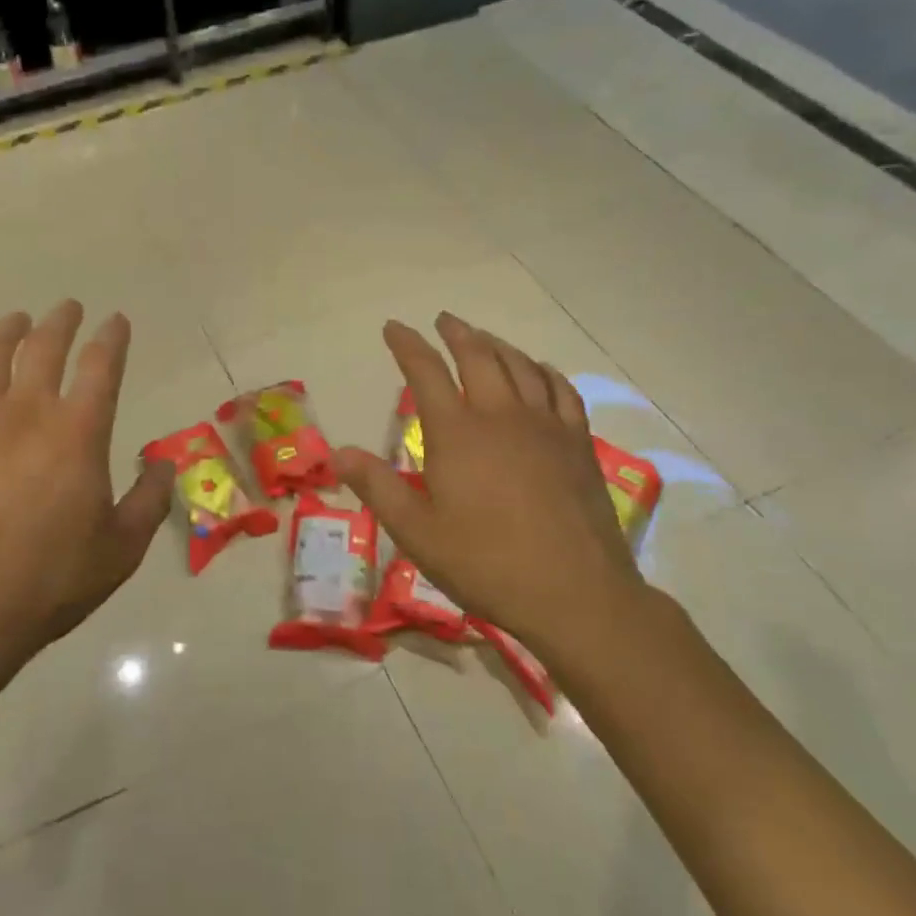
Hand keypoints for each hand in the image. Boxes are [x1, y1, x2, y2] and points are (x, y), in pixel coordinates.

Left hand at [0, 301, 174, 701]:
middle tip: (67, 309)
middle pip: (45, 347)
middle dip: (61, 322)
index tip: (115, 322)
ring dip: (7, 330)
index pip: (101, 367)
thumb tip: (162, 460)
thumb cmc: (49, 583)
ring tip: (16, 320)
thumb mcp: (122, 549)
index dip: (111, 339)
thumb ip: (150, 499)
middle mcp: (27, 412)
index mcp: (78, 434)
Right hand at [331, 313, 645, 671]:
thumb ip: (377, 487)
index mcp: (457, 433)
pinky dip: (545, 372)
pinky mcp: (578, 444)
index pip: (425, 372)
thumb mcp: (417, 532)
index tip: (393, 327)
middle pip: (478, 357)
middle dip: (456, 334)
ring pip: (521, 366)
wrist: (574, 594)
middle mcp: (501, 416)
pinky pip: (562, 391)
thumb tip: (338, 452)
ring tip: (483, 338)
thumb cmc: (485, 564)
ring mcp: (545, 427)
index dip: (407, 345)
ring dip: (497, 345)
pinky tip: (539, 371)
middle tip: (443, 321)